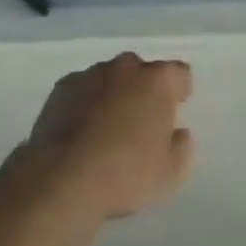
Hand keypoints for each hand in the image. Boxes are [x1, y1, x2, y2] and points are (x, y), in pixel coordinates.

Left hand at [18, 52, 194, 220]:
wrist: (63, 179)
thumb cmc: (124, 175)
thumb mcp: (170, 175)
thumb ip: (183, 149)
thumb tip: (180, 134)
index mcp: (157, 81)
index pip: (179, 74)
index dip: (180, 91)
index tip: (176, 109)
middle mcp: (127, 67)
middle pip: (142, 72)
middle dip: (144, 91)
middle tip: (140, 125)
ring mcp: (92, 74)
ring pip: (111, 79)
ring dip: (113, 96)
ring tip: (105, 132)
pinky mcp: (63, 87)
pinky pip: (82, 90)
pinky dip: (85, 104)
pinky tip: (80, 133)